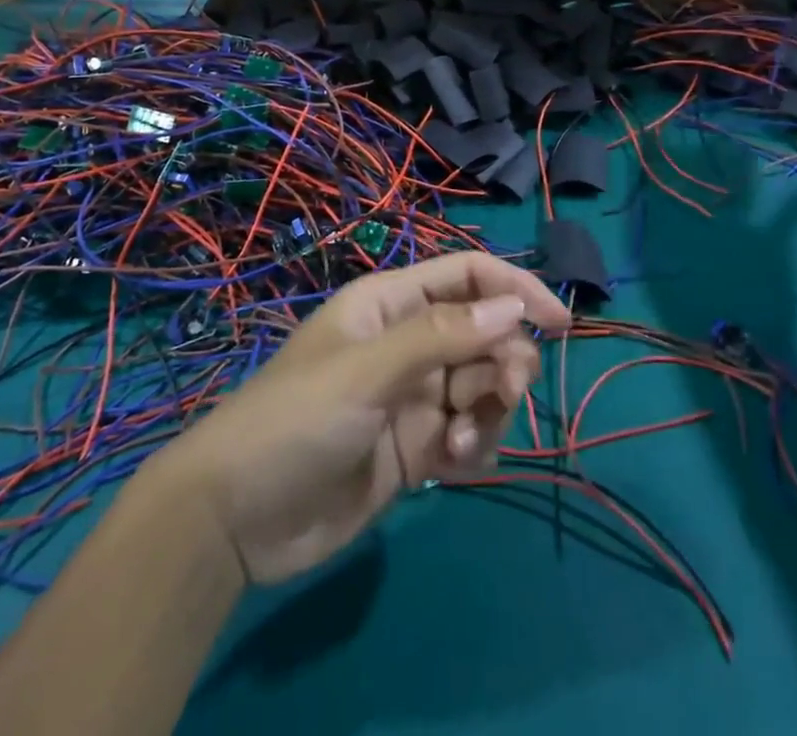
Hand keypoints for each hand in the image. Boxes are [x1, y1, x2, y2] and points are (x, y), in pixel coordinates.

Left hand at [144, 252, 569, 584]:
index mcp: (392, 304)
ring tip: (461, 443)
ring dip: (490, 411)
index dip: (514, 289)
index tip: (558, 321)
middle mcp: (409, 342)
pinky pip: (470, 434)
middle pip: (485, 333)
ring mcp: (413, 396)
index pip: (467, 276)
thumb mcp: (366, 372)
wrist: (238, 520)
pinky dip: (474, 446)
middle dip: (504, 361)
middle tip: (502, 394)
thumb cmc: (296, 420)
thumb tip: (513, 310)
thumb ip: (440, 338)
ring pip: (484, 385)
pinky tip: (450, 466)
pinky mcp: (416, 447)